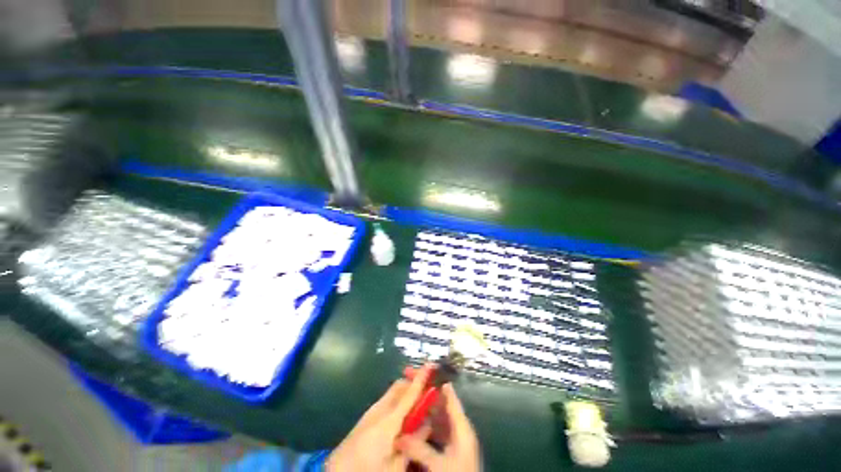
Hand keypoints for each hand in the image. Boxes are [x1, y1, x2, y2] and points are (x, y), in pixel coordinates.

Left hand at [326, 365, 434, 471]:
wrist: (337, 470)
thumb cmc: (368, 469)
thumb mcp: (396, 465)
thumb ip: (413, 443)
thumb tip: (427, 424)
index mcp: (390, 419)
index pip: (410, 392)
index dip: (422, 378)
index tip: (431, 364)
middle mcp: (381, 408)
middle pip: (401, 386)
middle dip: (414, 383)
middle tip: (428, 391)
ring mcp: (373, 410)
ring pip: (394, 392)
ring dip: (407, 392)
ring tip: (417, 405)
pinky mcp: (368, 415)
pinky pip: (388, 400)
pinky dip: (399, 400)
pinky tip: (402, 416)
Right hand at [395, 383, 481, 471]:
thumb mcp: (440, 465)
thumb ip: (420, 449)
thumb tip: (399, 436)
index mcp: (462, 426)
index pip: (448, 396)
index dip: (435, 381)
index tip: (421, 369)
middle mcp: (458, 428)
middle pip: (440, 404)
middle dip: (425, 392)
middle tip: (409, 380)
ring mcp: (453, 440)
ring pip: (436, 417)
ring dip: (423, 408)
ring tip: (407, 399)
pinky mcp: (449, 450)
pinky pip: (434, 430)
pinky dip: (424, 425)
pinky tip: (412, 424)